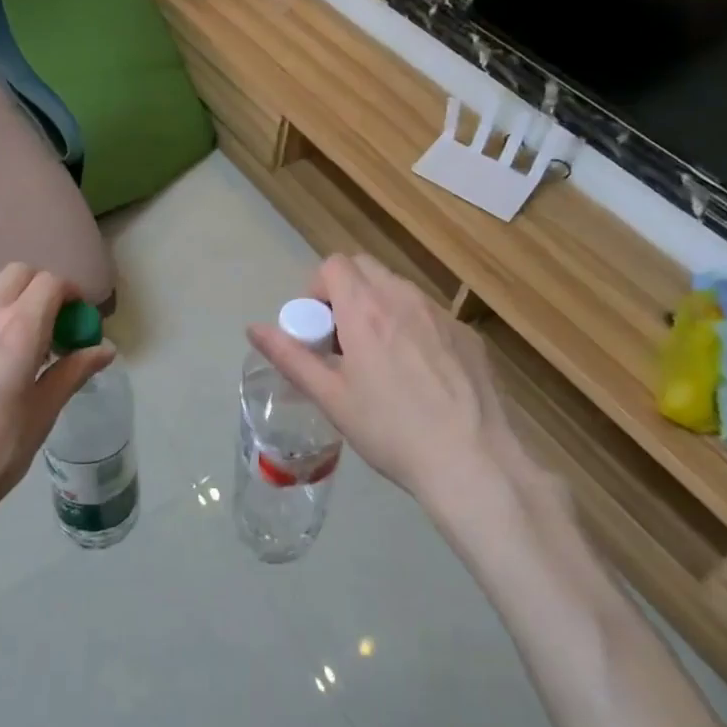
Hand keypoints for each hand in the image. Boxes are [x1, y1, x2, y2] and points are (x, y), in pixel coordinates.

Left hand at [0, 264, 112, 544]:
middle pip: (20, 274)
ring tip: (26, 346)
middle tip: (56, 330)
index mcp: (18, 330)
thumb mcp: (40, 417)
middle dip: (44, 290)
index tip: (81, 324)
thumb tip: (105, 348)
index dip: (72, 296)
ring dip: (16, 300)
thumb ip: (72, 374)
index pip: (51, 283)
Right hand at [247, 254, 531, 511]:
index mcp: (366, 309)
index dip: (317, 288)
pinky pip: (429, 315)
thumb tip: (253, 328)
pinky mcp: (468, 335)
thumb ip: (290, 357)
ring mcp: (441, 314)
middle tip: (343, 340)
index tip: (318, 327)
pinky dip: (413, 328)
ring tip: (381, 360)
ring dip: (380, 308)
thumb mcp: (331, 398)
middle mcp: (404, 298)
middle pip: (366, 269)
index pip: (334, 264)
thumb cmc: (391, 430)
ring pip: (399, 290)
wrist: (473, 462)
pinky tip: (421, 376)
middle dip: (346, 293)